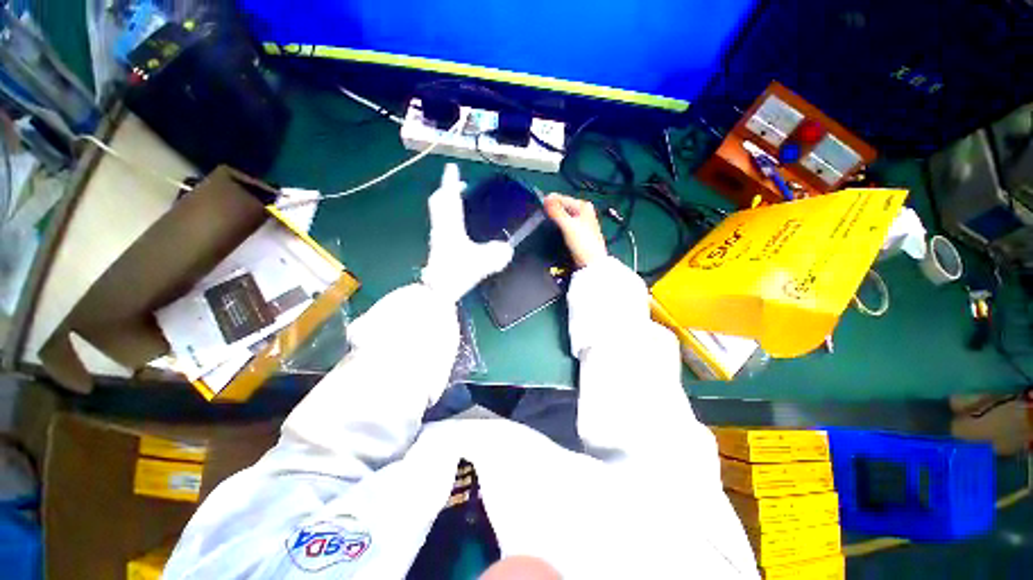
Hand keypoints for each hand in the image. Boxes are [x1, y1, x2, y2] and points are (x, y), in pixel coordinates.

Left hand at [421, 164, 513, 300]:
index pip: (449, 198)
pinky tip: (458, 226)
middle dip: (447, 190)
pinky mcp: (438, 247)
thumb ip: (498, 254)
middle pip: (438, 202)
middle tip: (458, 186)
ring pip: (438, 213)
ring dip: (447, 203)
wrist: (438, 289)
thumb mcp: (483, 262)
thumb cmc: (458, 272)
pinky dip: (449, 217)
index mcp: (451, 225)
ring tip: (459, 202)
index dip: (451, 181)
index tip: (452, 168)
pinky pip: (442, 224)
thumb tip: (507, 249)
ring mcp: (438, 237)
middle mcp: (441, 227)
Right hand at [544, 193, 607, 267]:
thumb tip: (546, 199)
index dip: (550, 201)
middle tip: (541, 215)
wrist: (591, 263)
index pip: (562, 198)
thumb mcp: (568, 225)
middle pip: (563, 207)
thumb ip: (556, 212)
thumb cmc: (583, 243)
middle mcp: (584, 212)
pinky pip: (564, 225)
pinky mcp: (578, 233)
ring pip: (563, 216)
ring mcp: (581, 223)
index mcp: (584, 206)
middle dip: (552, 210)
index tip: (538, 205)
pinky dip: (559, 226)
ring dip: (555, 219)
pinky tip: (554, 231)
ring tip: (546, 223)